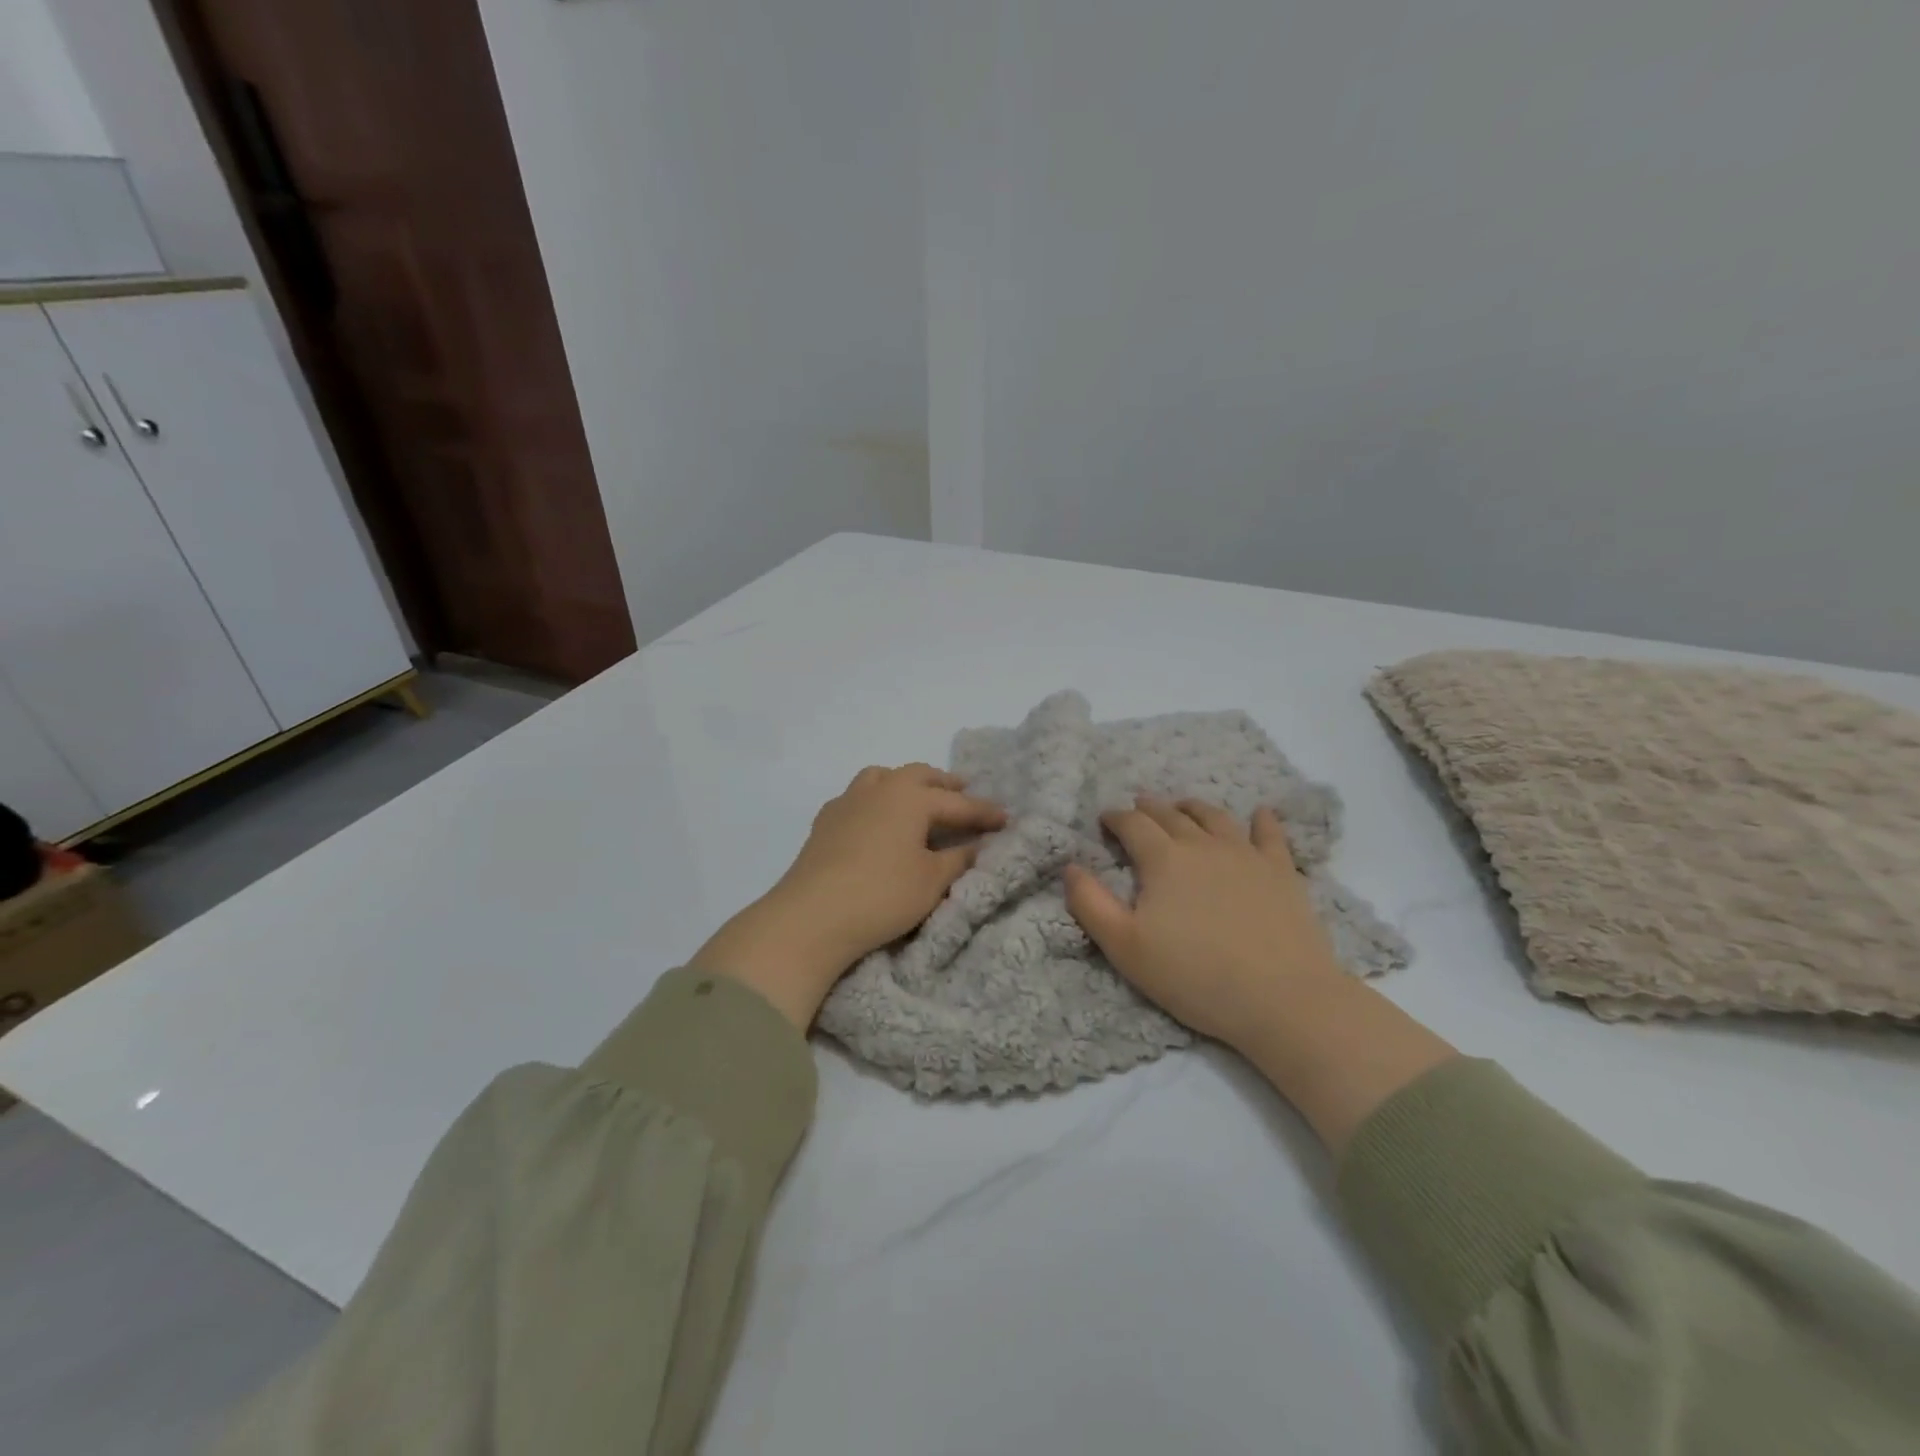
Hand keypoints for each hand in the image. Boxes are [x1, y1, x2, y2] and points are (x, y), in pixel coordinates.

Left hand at [691, 764, 1005, 1027]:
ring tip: (919, 798)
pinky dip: (876, 800)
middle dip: (945, 785)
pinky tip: (876, 818)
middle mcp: (879, 789)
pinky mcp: (825, 822)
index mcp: (911, 797)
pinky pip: (858, 797)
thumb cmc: (882, 895)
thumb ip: (959, 859)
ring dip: (906, 783)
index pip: (957, 803)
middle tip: (963, 793)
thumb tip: (979, 845)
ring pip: (882, 777)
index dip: (984, 812)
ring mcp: (847, 802)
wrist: (811, 916)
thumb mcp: (932, 881)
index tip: (1007, 819)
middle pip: (919, 776)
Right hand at [1063, 797, 1343, 1050]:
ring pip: (1214, 817)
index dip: (1115, 818)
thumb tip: (1070, 866)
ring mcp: (1246, 854)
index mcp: (1163, 859)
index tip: (1104, 820)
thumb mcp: (1125, 947)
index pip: (1132, 825)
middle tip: (1137, 808)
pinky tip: (1260, 814)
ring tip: (1182, 807)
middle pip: (1171, 815)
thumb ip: (1090, 904)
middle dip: (1149, 809)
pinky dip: (1262, 820)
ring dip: (1193, 807)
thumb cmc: (1194, 976)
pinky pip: (1270, 835)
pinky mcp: (1281, 872)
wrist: (1282, 998)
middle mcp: (1203, 844)